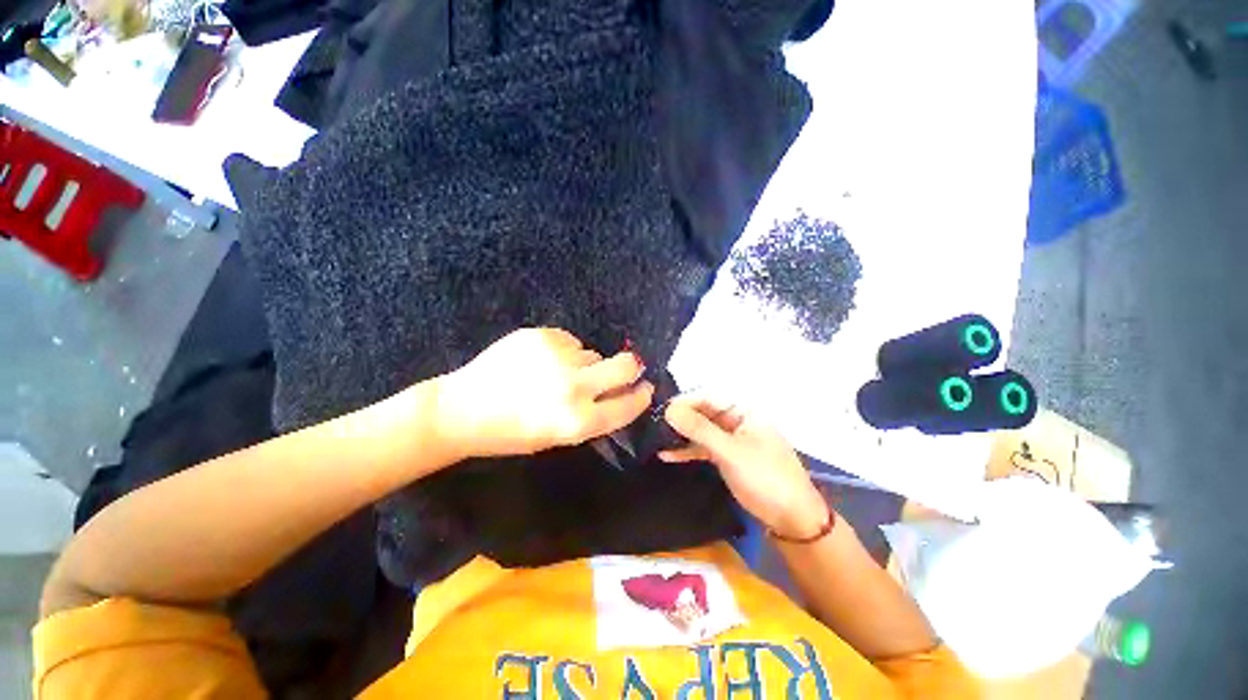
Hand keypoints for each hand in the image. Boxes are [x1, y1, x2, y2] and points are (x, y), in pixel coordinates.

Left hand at [436, 328, 654, 458]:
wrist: (462, 409)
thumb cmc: (510, 433)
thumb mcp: (558, 437)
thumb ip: (593, 417)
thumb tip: (619, 393)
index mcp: (577, 421)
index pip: (628, 405)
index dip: (641, 397)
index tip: (646, 389)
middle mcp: (574, 387)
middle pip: (626, 366)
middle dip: (631, 367)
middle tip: (624, 369)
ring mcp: (558, 357)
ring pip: (593, 353)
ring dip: (585, 363)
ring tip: (556, 373)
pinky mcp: (542, 335)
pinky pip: (570, 340)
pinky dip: (564, 351)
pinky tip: (541, 362)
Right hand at [662, 395, 828, 538]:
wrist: (791, 518)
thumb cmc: (765, 477)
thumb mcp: (730, 451)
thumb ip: (700, 430)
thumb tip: (669, 410)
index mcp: (744, 411)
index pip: (709, 398)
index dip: (685, 402)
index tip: (661, 411)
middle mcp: (736, 420)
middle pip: (703, 413)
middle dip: (680, 419)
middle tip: (654, 425)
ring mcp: (731, 439)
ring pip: (701, 431)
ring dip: (681, 436)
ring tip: (656, 439)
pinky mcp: (727, 457)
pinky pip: (704, 448)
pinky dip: (688, 451)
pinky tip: (667, 455)